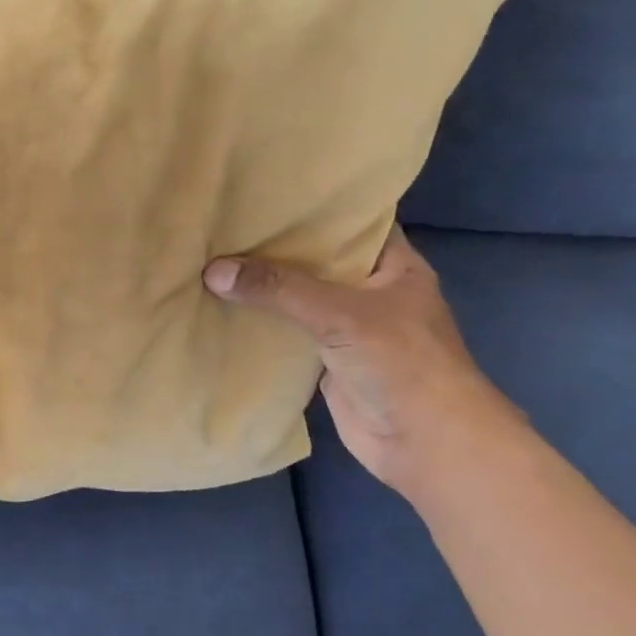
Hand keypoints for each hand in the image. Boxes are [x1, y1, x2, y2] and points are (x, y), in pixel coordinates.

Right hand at [204, 227, 520, 495]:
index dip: (315, 207)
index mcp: (393, 265)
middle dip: (275, 247)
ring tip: (212, 258)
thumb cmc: (401, 363)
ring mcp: (346, 328)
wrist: (424, 443)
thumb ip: (279, 289)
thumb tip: (213, 270)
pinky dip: (258, 325)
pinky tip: (220, 309)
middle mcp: (369, 291)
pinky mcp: (324, 361)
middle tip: (225, 224)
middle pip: (316, 261)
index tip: (266, 192)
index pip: (352, 222)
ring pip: (297, 299)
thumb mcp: (341, 313)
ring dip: (262, 289)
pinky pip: (286, 334)